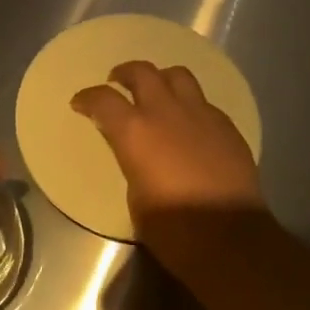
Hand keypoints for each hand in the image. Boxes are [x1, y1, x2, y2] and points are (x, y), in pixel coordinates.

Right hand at [70, 61, 263, 222]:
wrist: (230, 238)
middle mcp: (166, 112)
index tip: (80, 104)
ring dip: (161, 79)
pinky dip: (189, 105)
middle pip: (142, 72)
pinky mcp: (226, 126)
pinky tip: (188, 123)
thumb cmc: (172, 227)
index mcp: (135, 131)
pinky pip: (203, 102)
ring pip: (178, 75)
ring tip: (156, 92)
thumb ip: (131, 159)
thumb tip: (135, 151)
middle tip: (117, 82)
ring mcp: (200, 115)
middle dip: (124, 73)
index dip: (87, 98)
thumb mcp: (135, 194)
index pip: (102, 98)